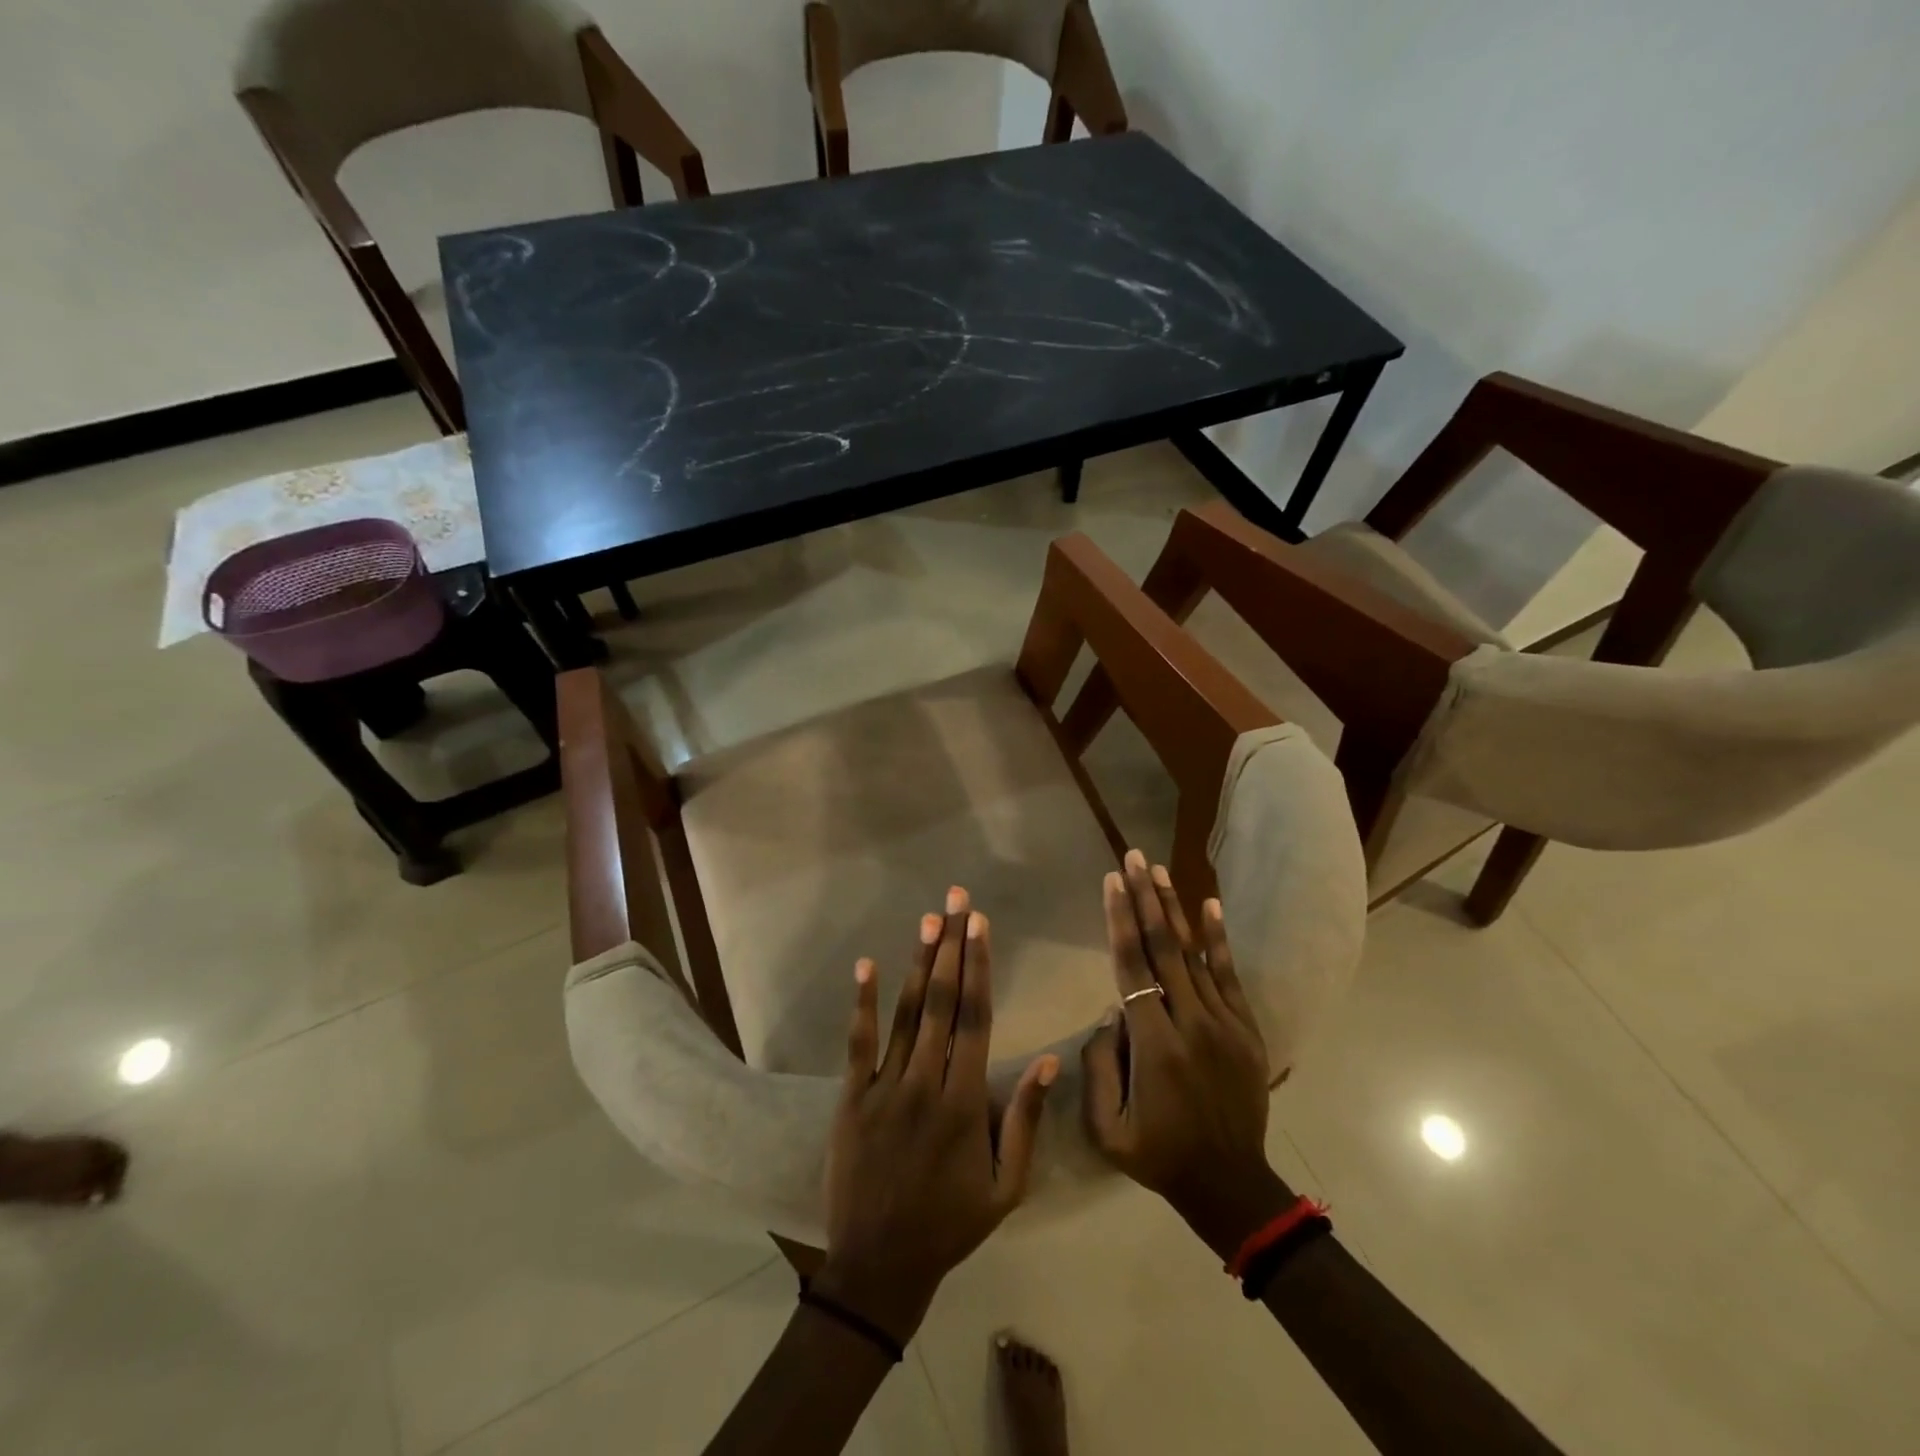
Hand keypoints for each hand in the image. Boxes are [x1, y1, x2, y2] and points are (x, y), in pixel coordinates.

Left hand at [818, 887, 1059, 1342]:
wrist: (880, 1265)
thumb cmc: (951, 1223)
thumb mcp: (1006, 1186)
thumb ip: (1024, 1119)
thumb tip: (1050, 1061)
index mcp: (965, 1103)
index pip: (975, 1019)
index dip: (978, 967)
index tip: (981, 925)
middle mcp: (925, 1083)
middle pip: (941, 1002)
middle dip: (951, 946)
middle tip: (956, 900)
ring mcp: (884, 1088)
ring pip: (905, 1014)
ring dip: (917, 963)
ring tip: (928, 920)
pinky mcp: (851, 1097)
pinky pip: (858, 1043)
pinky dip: (862, 1003)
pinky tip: (866, 965)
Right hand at [1083, 851, 1290, 1257]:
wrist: (1230, 1185)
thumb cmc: (1159, 1155)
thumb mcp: (1107, 1126)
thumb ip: (1100, 1063)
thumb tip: (1111, 1010)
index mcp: (1154, 1047)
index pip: (1132, 968)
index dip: (1120, 921)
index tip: (1112, 882)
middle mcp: (1191, 1024)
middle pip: (1164, 949)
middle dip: (1146, 898)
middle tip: (1135, 858)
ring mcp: (1225, 1025)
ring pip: (1194, 955)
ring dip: (1176, 909)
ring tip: (1161, 870)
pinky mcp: (1246, 1030)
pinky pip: (1230, 975)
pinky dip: (1219, 939)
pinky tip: (1210, 905)